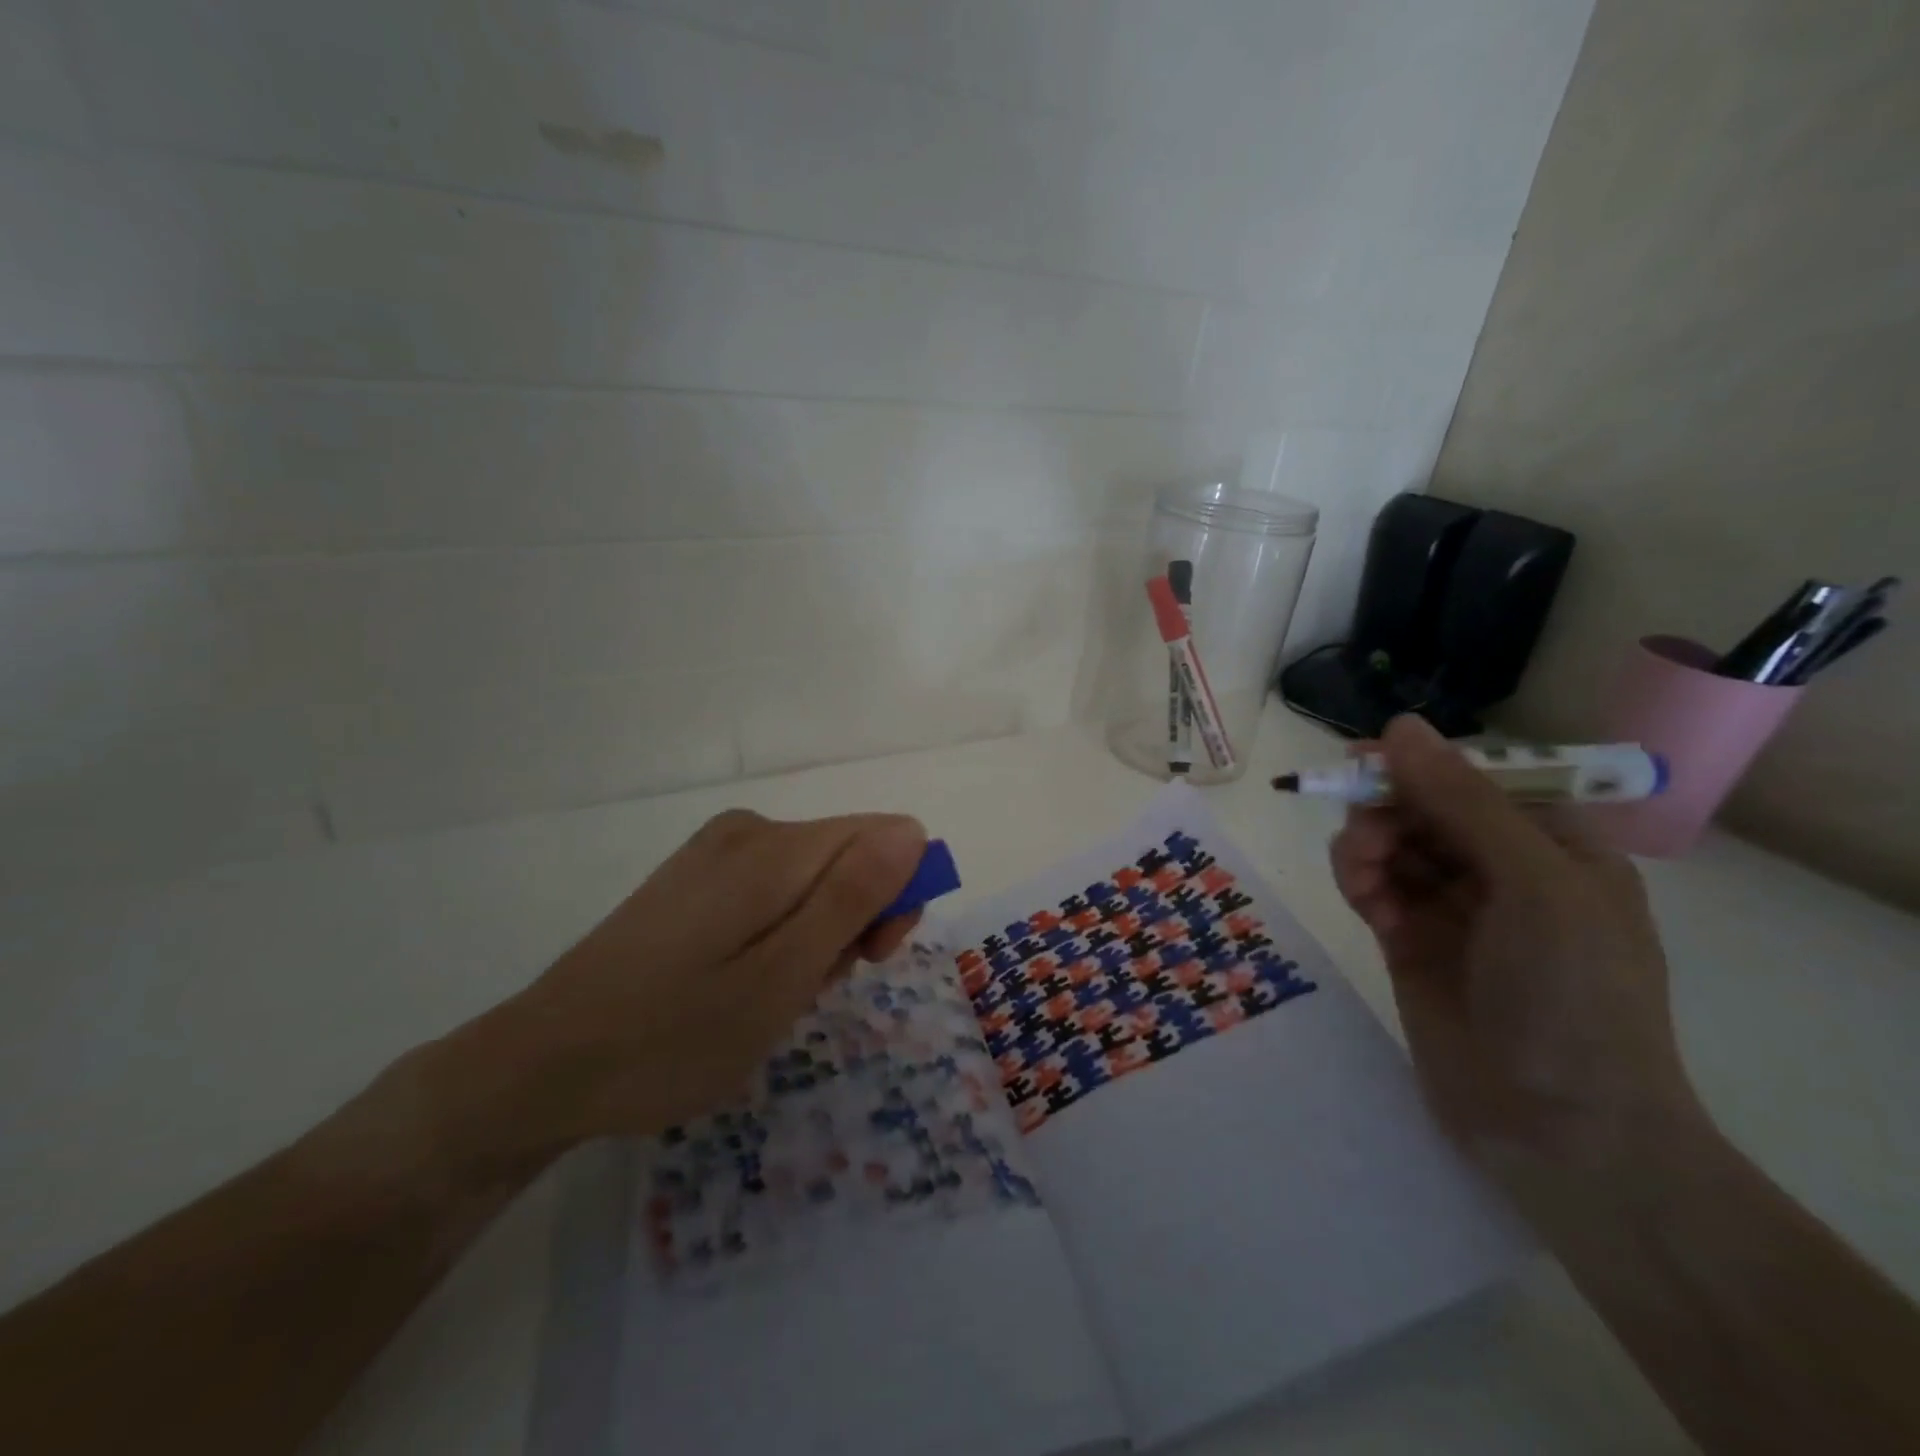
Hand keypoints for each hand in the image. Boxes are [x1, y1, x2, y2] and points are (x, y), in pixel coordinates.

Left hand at [439, 809, 925, 1167]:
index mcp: (774, 848)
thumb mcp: (782, 977)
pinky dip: (780, 933)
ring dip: (816, 935)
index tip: (870, 959)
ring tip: (771, 995)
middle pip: (849, 856)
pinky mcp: (697, 876)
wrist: (545, 1065)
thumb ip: (852, 897)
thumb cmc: (676, 1035)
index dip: (896, 897)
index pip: (886, 838)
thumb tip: (913, 831)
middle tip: (812, 989)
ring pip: (813, 879)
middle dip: (854, 921)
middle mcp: (749, 831)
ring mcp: (716, 851)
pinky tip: (744, 980)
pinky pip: (773, 889)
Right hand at [1330, 716, 1701, 1181]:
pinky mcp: (1411, 942)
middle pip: (1423, 808)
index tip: (1362, 762)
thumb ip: (1462, 802)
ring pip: (1391, 845)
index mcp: (1553, 844)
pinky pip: (1374, 887)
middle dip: (1386, 812)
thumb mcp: (1532, 884)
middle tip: (1363, 840)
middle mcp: (1502, 869)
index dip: (1419, 765)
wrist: (1560, 1130)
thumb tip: (1400, 726)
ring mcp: (1454, 908)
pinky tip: (1362, 900)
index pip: (1474, 778)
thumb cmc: (1572, 996)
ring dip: (1366, 848)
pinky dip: (1359, 882)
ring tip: (1361, 878)